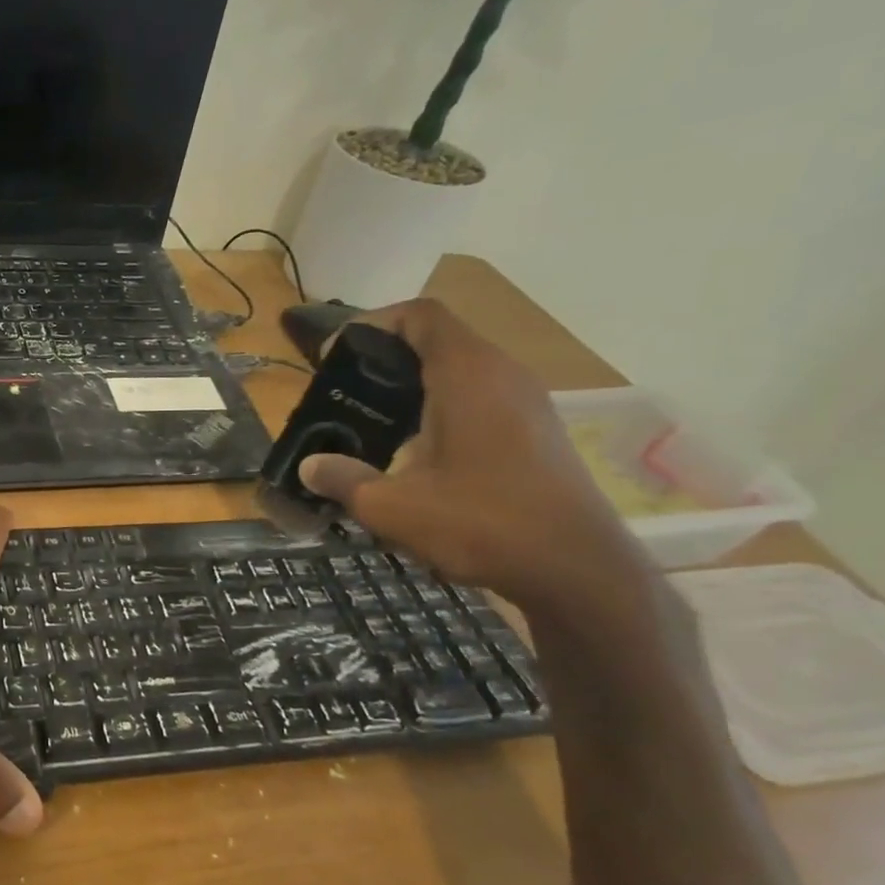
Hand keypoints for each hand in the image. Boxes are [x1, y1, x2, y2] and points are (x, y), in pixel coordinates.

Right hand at [297, 299, 644, 610]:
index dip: (371, 324)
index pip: (419, 315)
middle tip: (344, 394)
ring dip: (412, 387)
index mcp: (467, 374)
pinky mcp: (536, 431)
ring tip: (371, 423)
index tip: (334, 357)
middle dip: (384, 359)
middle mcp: (501, 375)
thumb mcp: (391, 506)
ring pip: (459, 371)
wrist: (576, 570)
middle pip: (437, 340)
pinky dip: (439, 408)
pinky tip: (414, 453)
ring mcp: (526, 402)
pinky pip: (478, 398)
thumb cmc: (480, 523)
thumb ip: (342, 479)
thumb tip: (309, 467)